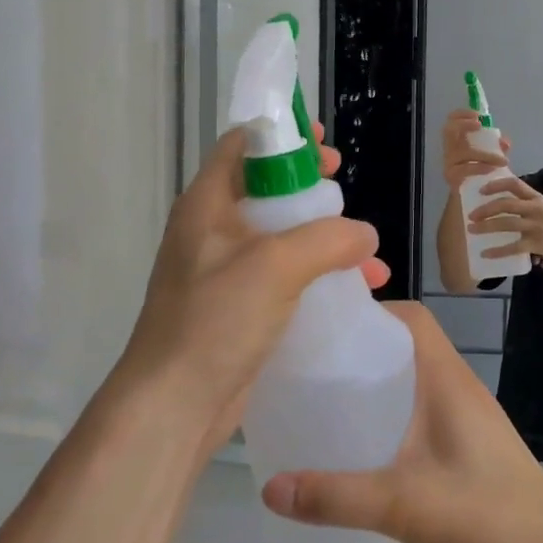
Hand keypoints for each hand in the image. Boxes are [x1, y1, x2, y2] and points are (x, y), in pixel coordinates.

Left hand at [112, 124, 388, 453]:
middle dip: (311, 189)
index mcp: (207, 204)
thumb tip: (365, 235)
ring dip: (324, 238)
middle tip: (343, 190)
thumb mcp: (275, 266)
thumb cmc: (215, 319)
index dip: (281, 137)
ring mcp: (225, 271)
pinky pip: (285, 277)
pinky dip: (318, 275)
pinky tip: (356, 290)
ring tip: (367, 252)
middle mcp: (213, 231)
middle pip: (266, 190)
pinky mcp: (239, 307)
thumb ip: (327, 239)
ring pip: (281, 236)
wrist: (175, 404)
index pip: (241, 146)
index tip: (322, 143)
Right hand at [261, 303, 542, 542]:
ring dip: (375, 387)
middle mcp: (459, 390)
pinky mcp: (467, 453)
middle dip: (361, 351)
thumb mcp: (405, 506)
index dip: (372, 310)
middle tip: (310, 370)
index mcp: (449, 380)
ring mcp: (466, 423)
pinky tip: (362, 453)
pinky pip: (420, 418)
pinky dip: (390, 420)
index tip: (325, 327)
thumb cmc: (488, 520)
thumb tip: (269, 487)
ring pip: (413, 384)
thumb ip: (337, 497)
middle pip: (407, 347)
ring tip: (325, 406)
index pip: (412, 318)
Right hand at [440, 108, 510, 190]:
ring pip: (463, 152)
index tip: (478, 116)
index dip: (462, 114)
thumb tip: (505, 141)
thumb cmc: (483, 174)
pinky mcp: (452, 178)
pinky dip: (479, 168)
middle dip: (464, 124)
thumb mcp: (492, 157)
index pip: (451, 121)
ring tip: (502, 160)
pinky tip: (492, 170)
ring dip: (484, 154)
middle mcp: (450, 151)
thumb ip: (498, 148)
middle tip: (480, 125)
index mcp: (458, 142)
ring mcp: (449, 164)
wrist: (475, 200)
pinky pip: (464, 170)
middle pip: (448, 130)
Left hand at [469, 176, 542, 261]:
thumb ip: (522, 199)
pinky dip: (497, 251)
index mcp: (535, 197)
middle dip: (486, 209)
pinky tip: (485, 253)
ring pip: (507, 224)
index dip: (495, 185)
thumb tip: (494, 195)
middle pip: (506, 204)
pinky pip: (513, 247)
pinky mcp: (536, 243)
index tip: (480, 190)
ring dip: (486, 227)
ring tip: (471, 230)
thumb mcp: (540, 204)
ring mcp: (536, 226)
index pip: (514, 184)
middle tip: (470, 215)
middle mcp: (536, 209)